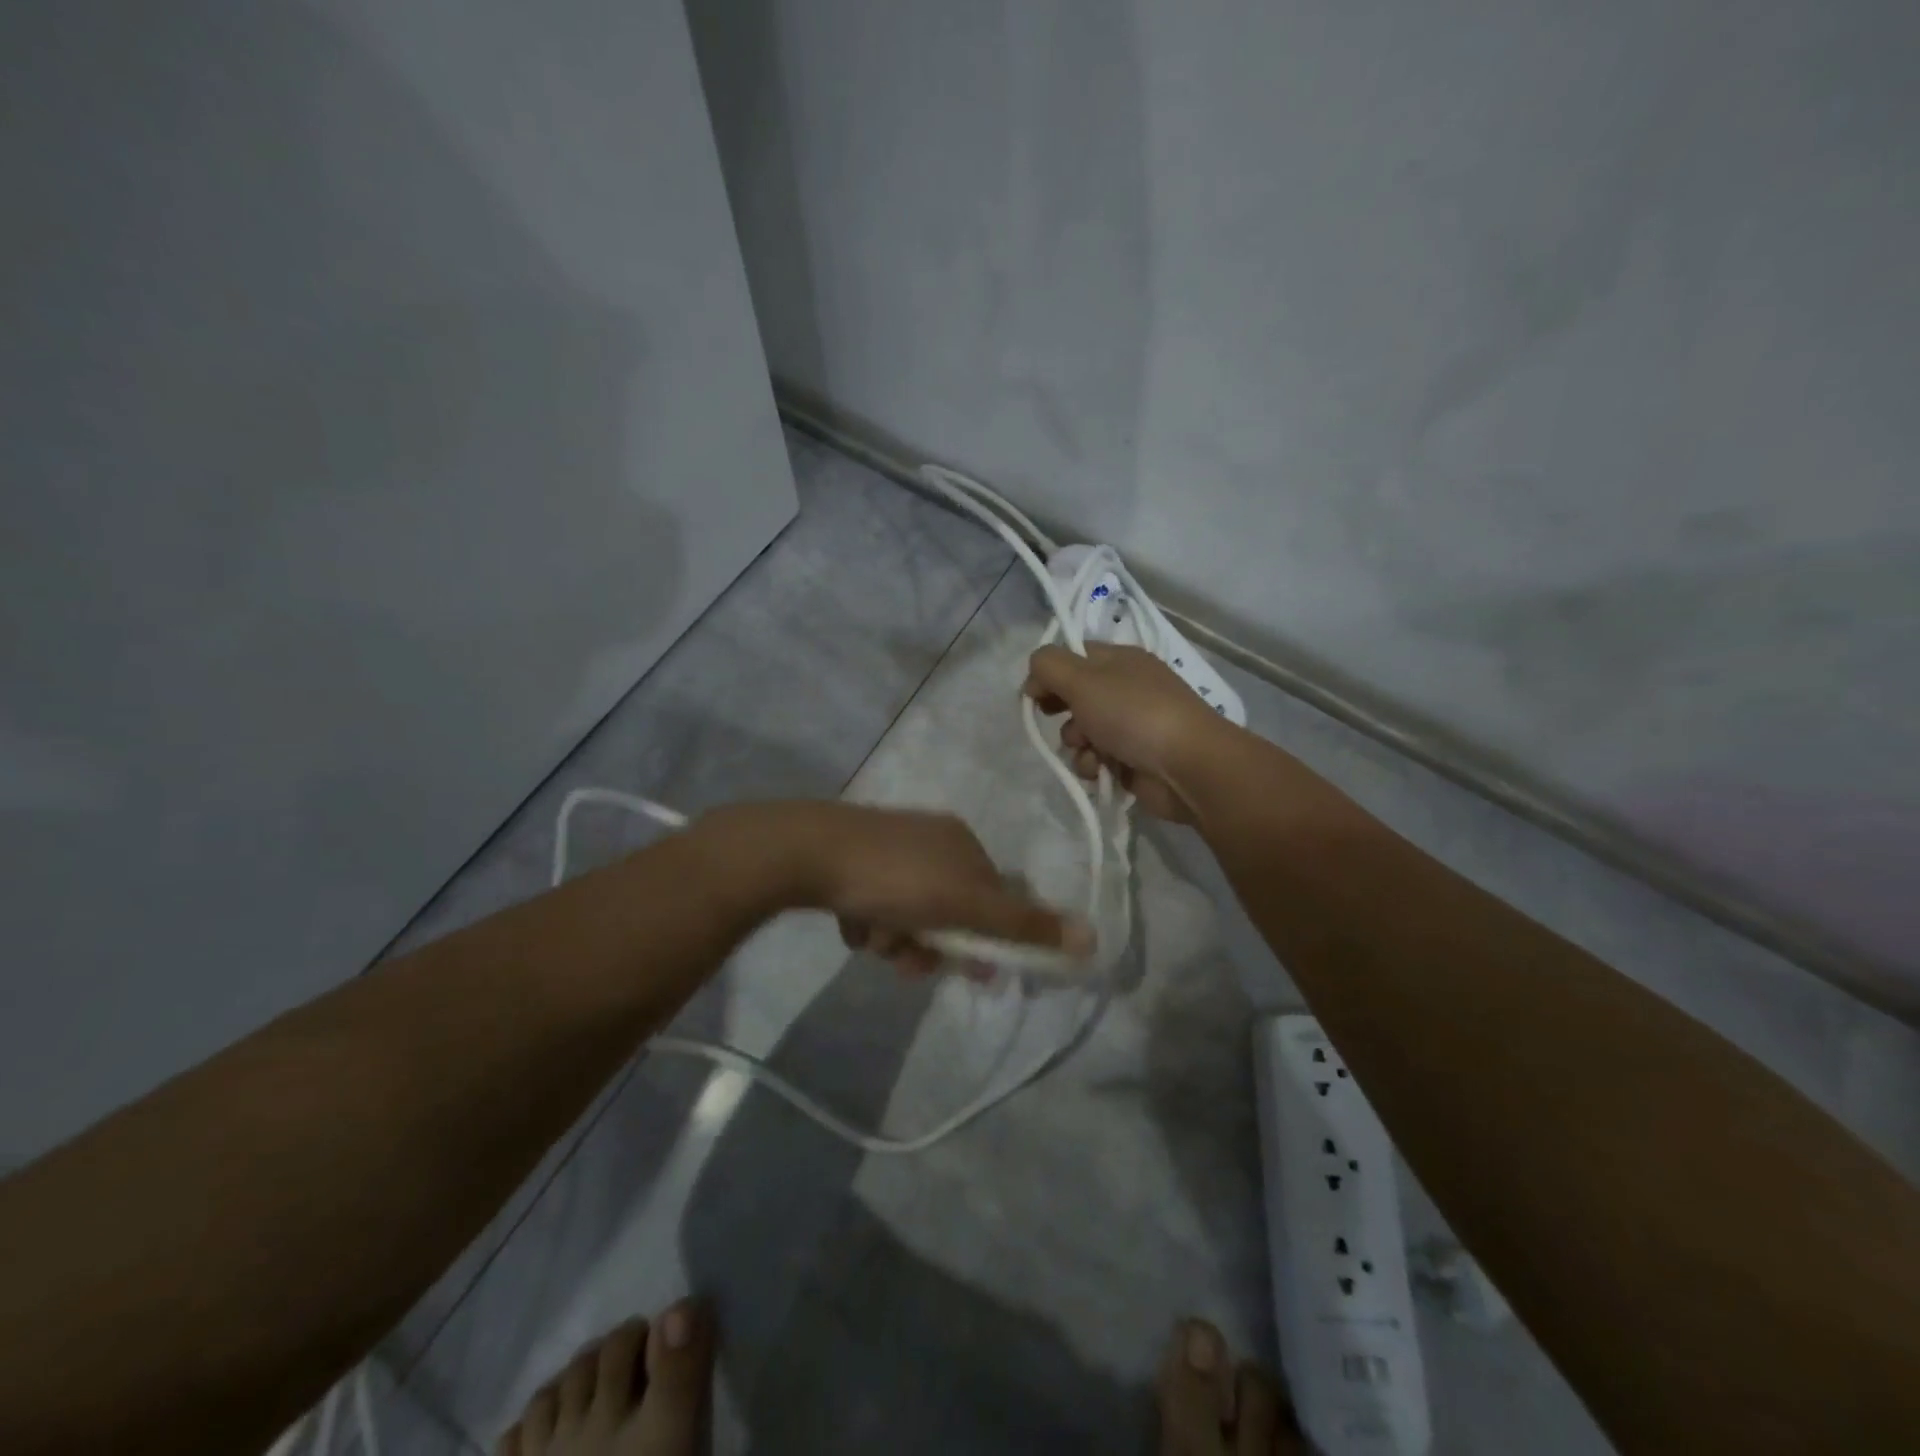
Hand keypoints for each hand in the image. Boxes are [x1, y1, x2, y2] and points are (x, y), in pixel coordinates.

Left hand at [704, 801, 1091, 975]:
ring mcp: (888, 848)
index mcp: (962, 843)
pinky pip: (876, 905)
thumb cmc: (895, 878)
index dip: (986, 939)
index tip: (972, 971)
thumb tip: (1092, 938)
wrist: (808, 853)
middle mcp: (930, 840)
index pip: (993, 898)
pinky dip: (869, 923)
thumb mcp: (965, 905)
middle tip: (908, 961)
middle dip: (931, 944)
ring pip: (909, 914)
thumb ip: (1023, 925)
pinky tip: (852, 922)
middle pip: (948, 911)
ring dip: (897, 940)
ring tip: (873, 939)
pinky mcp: (851, 862)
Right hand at [1022, 643, 1233, 821]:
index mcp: (1120, 660)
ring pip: (1083, 732)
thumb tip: (1034, 676)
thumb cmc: (1133, 714)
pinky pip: (1097, 759)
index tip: (1033, 693)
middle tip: (1052, 717)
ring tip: (1089, 750)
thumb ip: (1049, 666)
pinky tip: (1100, 770)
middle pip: (1075, 696)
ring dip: (1076, 744)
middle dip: (1060, 711)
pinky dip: (1093, 765)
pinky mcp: (1133, 760)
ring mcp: (1132, 726)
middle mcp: (1126, 689)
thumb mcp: (1082, 679)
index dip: (1049, 673)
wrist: (1187, 766)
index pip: (1074, 657)